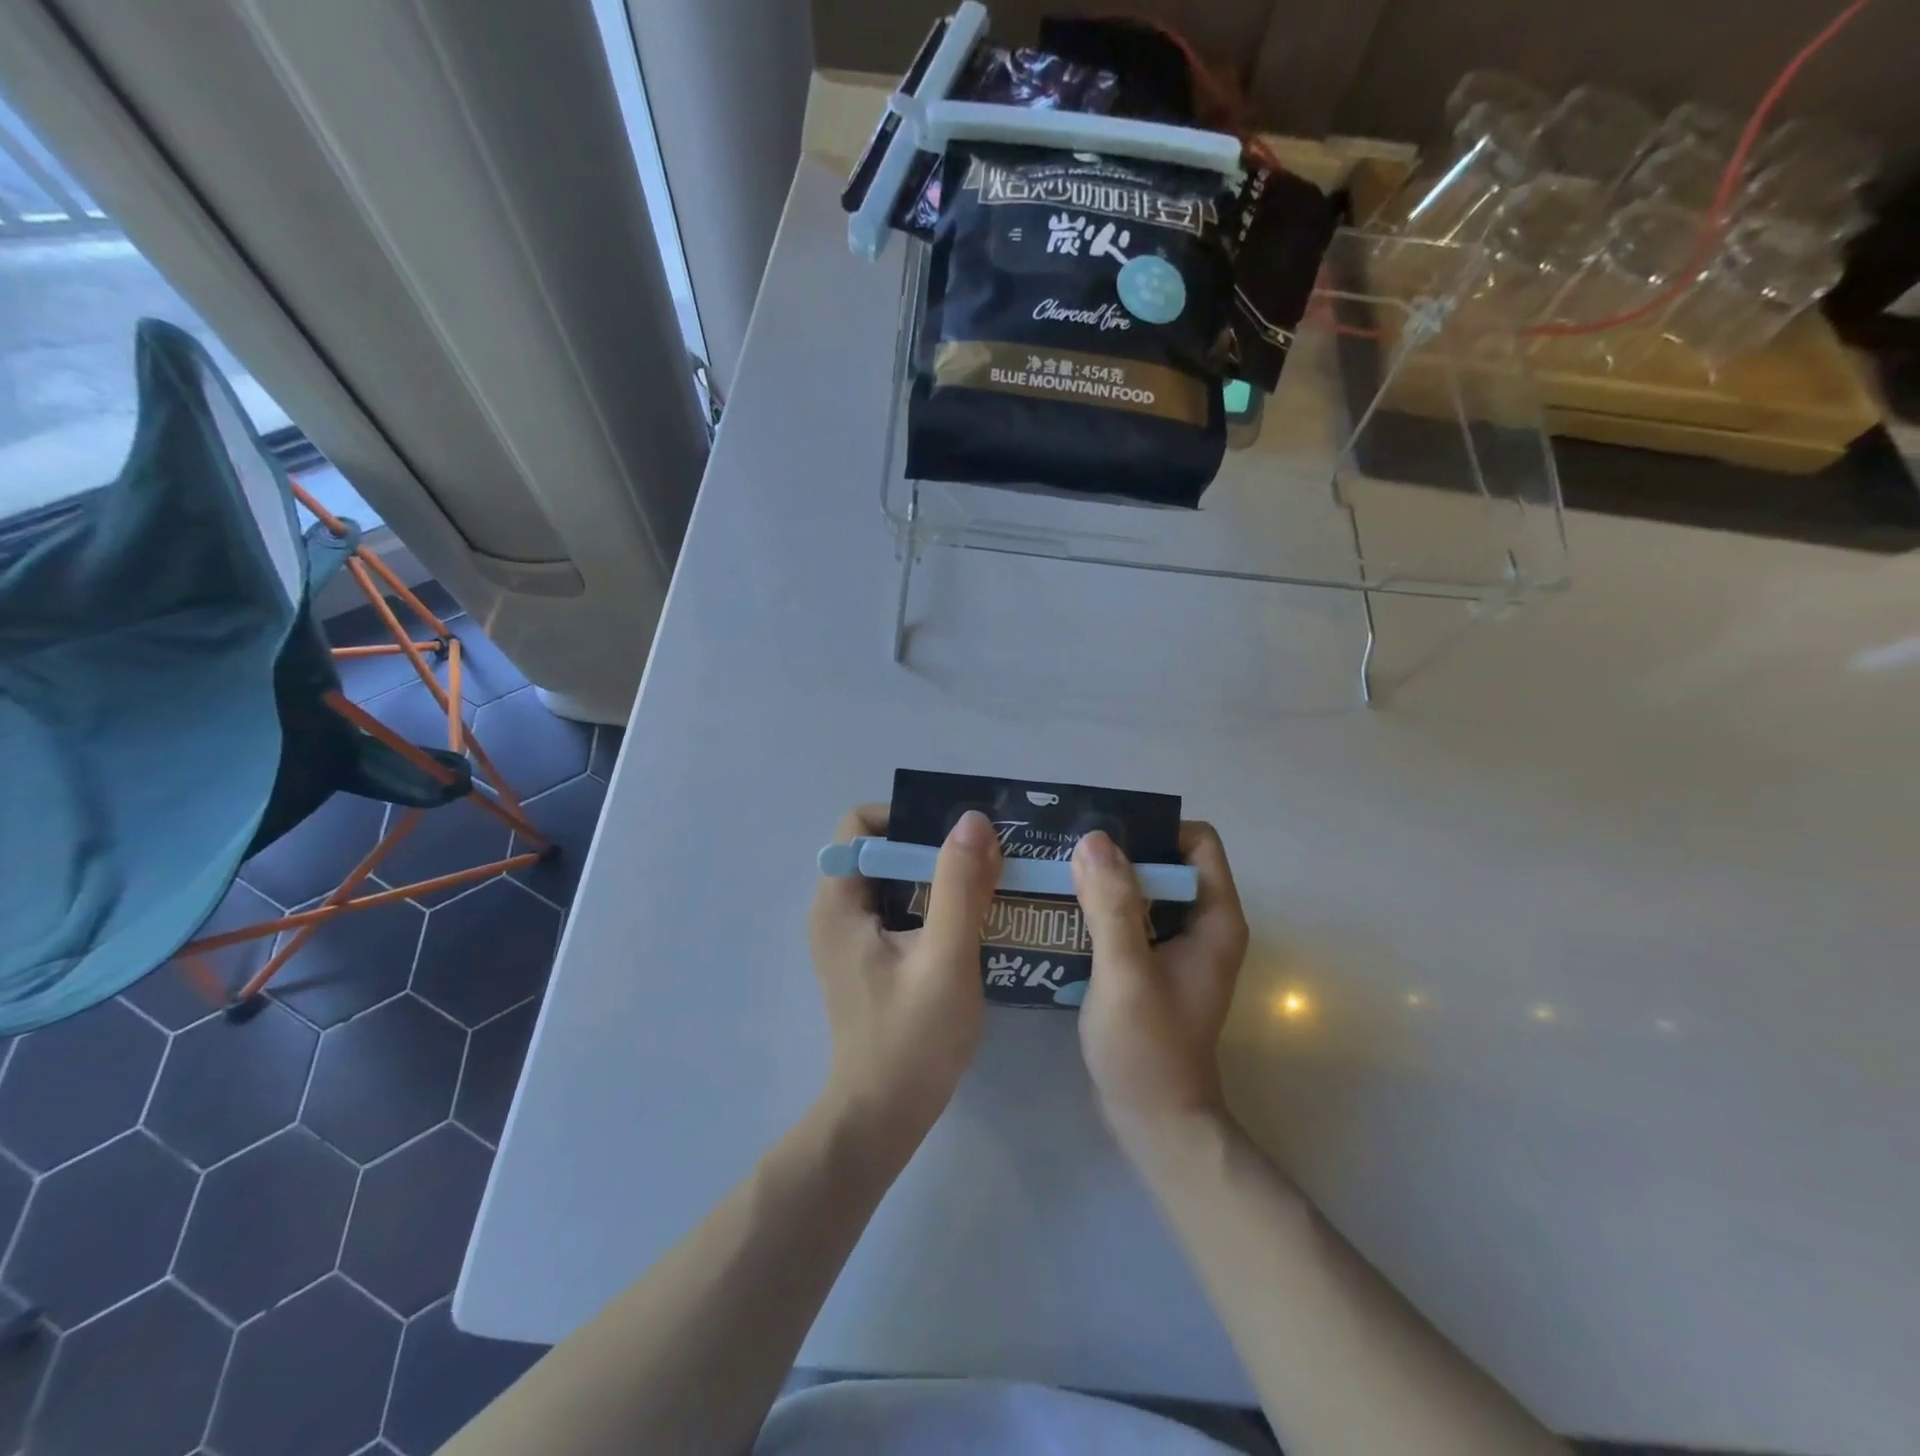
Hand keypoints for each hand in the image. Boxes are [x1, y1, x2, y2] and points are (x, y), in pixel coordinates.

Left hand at [808, 805, 1001, 1150]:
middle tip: (985, 857)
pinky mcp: (868, 958)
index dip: (908, 820)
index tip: (957, 837)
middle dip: (932, 847)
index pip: (861, 826)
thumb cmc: (911, 1038)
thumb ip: (958, 885)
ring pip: (894, 881)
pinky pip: (900, 909)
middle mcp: (836, 911)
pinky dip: (933, 904)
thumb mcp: (945, 956)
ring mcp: (850, 937)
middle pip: (881, 851)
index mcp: (839, 902)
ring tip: (988, 884)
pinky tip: (972, 921)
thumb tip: (972, 820)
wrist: (883, 1117)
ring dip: (938, 877)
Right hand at [1071, 823, 1249, 1141]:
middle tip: (1066, 852)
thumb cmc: (1147, 1048)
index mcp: (1214, 919)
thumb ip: (1111, 905)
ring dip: (1103, 881)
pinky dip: (1099, 910)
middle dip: (1118, 853)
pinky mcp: (1151, 965)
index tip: (1103, 838)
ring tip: (1055, 875)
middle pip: (1164, 862)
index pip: (1197, 842)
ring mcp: (1176, 947)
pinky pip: (1128, 919)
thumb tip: (1094, 838)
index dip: (1154, 831)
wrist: (1154, 1122)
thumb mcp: (1125, 972)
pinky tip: (1060, 913)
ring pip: (1142, 890)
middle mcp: (1201, 925)